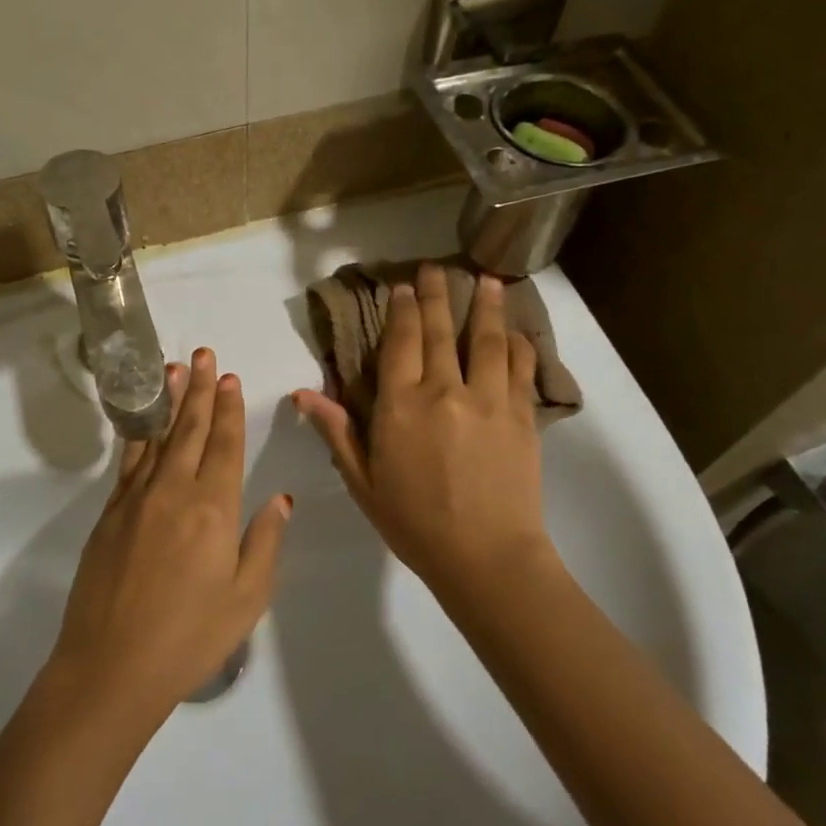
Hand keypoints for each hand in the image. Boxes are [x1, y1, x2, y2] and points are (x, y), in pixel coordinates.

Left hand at [50, 348, 291, 720]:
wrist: (111, 666)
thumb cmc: (190, 638)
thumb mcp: (247, 598)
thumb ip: (265, 542)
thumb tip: (281, 498)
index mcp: (214, 508)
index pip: (225, 445)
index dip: (228, 409)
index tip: (229, 378)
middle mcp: (174, 491)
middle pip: (190, 429)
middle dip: (198, 389)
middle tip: (203, 354)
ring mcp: (137, 499)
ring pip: (157, 436)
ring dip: (167, 400)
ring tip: (172, 368)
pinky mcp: (110, 513)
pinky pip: (129, 461)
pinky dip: (138, 433)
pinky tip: (143, 420)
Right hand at [293, 265, 559, 600]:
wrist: (486, 557)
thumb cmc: (414, 523)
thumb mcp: (363, 481)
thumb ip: (338, 432)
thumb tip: (303, 393)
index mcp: (401, 406)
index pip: (400, 343)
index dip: (402, 310)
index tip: (404, 285)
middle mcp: (445, 390)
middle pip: (440, 331)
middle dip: (438, 294)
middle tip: (437, 267)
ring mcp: (489, 399)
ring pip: (487, 340)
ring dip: (486, 306)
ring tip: (488, 279)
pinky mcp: (522, 415)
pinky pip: (521, 369)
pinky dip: (520, 346)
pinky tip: (518, 332)